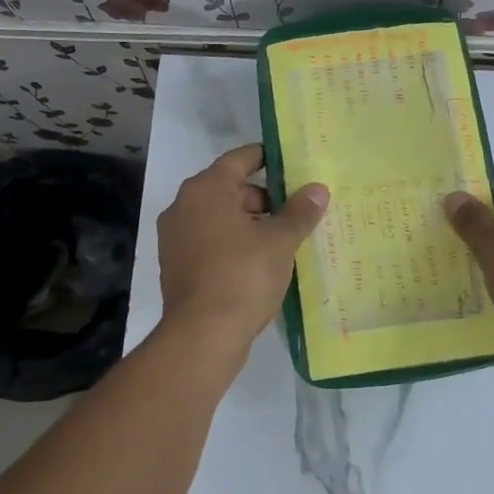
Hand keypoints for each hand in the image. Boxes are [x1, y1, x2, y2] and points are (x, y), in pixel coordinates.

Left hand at [158, 144, 328, 349]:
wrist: (202, 335)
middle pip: (228, 189)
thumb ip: (300, 212)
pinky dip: (232, 243)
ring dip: (248, 223)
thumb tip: (318, 190)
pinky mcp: (175, 265)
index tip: (290, 163)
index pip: (239, 159)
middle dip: (262, 198)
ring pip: (218, 217)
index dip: (266, 158)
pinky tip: (258, 262)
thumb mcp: (280, 241)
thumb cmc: (243, 275)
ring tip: (282, 239)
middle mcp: (184, 206)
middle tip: (294, 210)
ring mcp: (175, 238)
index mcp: (206, 189)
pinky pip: (209, 242)